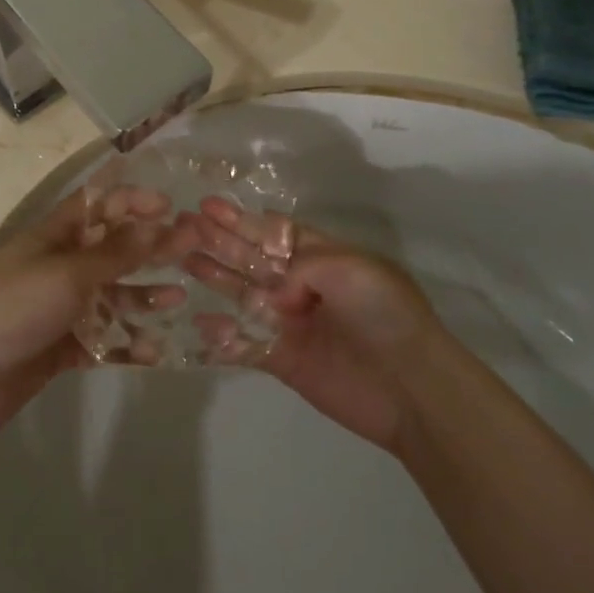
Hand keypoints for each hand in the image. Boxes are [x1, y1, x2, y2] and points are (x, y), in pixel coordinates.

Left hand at [0, 188, 172, 432]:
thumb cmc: (13, 306)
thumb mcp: (69, 274)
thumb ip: (116, 253)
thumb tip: (159, 223)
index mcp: (54, 236)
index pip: (97, 205)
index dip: (132, 200)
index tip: (171, 207)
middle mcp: (58, 266)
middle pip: (111, 251)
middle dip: (149, 249)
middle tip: (192, 249)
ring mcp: (59, 308)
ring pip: (110, 297)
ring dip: (142, 297)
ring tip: (178, 301)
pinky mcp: (61, 347)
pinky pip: (102, 339)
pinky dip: (126, 342)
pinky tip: (154, 350)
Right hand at [184, 198, 453, 453]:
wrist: (410, 387)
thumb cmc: (384, 314)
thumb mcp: (349, 268)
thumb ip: (302, 264)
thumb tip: (274, 291)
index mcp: (324, 258)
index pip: (274, 233)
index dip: (241, 219)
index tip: (208, 205)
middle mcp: (303, 287)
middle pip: (252, 259)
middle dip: (220, 241)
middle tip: (183, 226)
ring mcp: (290, 323)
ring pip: (243, 295)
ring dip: (215, 277)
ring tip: (183, 259)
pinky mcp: (282, 360)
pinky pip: (244, 343)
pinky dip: (221, 335)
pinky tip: (198, 320)